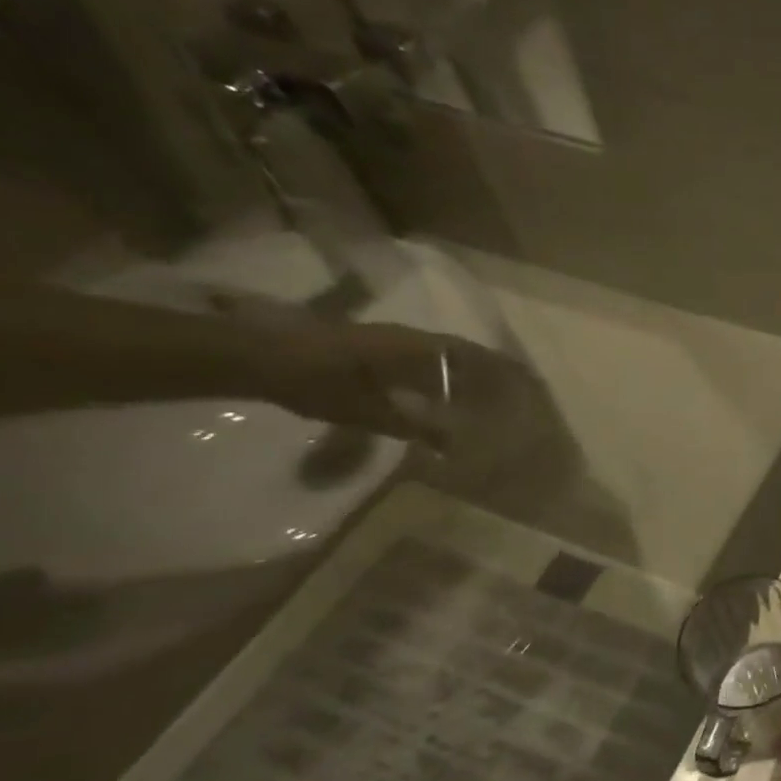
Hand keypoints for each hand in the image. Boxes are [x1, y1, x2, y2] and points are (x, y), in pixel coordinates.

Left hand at [245, 313, 526, 448]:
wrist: (255, 356)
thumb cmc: (316, 380)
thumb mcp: (365, 409)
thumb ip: (410, 424)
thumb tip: (452, 442)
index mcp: (414, 347)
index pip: (470, 354)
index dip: (500, 367)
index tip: (525, 381)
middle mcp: (407, 338)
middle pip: (459, 353)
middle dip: (485, 372)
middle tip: (507, 394)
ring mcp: (386, 341)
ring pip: (437, 357)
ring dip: (459, 375)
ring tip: (477, 399)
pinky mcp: (368, 350)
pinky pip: (417, 362)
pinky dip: (435, 378)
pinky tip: (433, 398)